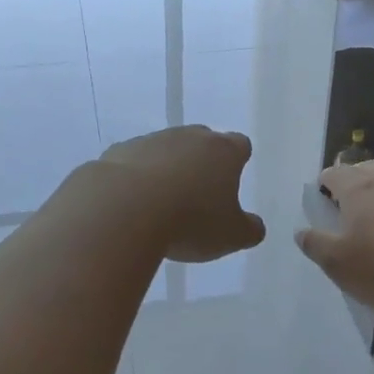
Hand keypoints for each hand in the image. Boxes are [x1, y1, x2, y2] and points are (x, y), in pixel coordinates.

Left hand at [96, 127, 266, 263]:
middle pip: (202, 141)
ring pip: (166, 149)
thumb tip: (254, 226)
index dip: (238, 161)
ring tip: (161, 204)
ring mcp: (152, 141)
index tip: (231, 179)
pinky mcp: (119, 151)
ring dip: (167, 169)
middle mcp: (189, 137)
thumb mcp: (231, 236)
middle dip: (202, 161)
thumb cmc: (190, 221)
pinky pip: (133, 162)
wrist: (124, 208)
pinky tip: (132, 203)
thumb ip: (249, 229)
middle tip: (198, 193)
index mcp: (223, 151)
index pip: (240, 145)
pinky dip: (136, 177)